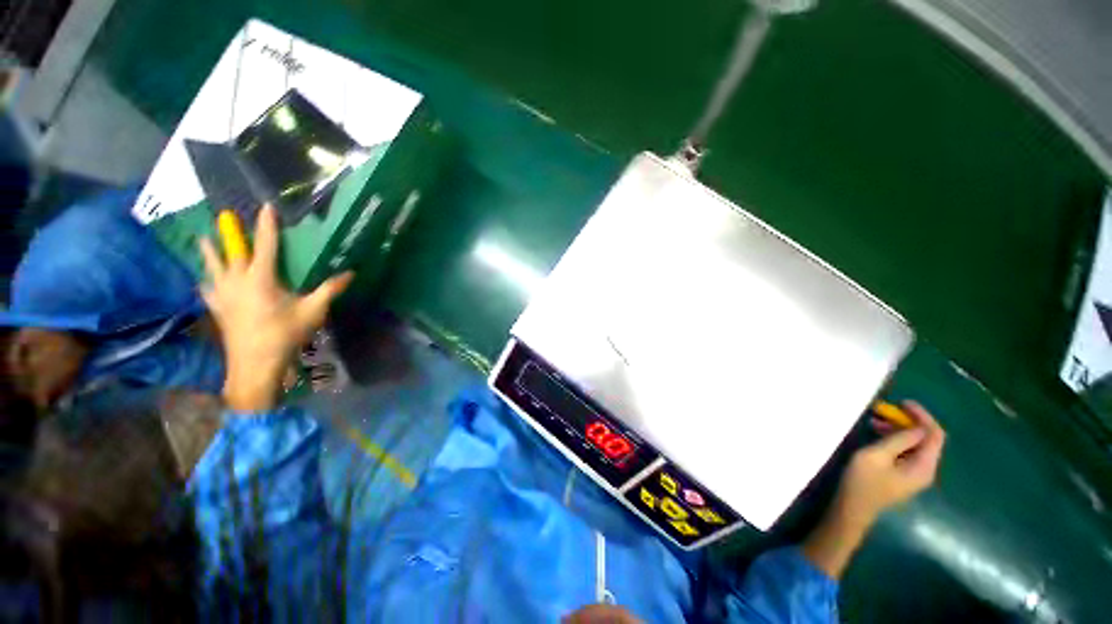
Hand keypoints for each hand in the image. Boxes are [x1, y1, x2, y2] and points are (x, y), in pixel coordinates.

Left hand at [199, 206, 351, 410]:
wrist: (255, 363)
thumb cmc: (285, 334)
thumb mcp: (313, 311)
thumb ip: (329, 289)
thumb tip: (351, 273)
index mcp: (261, 278)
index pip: (265, 245)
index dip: (267, 225)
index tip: (266, 207)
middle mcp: (237, 280)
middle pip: (232, 251)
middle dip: (231, 233)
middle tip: (227, 216)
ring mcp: (223, 294)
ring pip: (213, 267)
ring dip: (209, 251)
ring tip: (202, 238)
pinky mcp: (218, 308)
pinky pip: (208, 289)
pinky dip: (207, 281)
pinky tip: (205, 280)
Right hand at [835, 400, 945, 527]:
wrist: (853, 508)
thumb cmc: (863, 481)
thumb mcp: (877, 456)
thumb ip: (899, 440)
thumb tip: (917, 427)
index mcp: (924, 466)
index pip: (935, 435)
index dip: (922, 416)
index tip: (903, 402)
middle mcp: (925, 470)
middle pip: (927, 439)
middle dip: (908, 422)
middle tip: (883, 410)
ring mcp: (914, 474)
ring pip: (915, 445)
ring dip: (898, 430)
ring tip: (874, 421)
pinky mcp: (903, 475)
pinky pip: (906, 452)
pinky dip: (894, 440)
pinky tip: (876, 435)